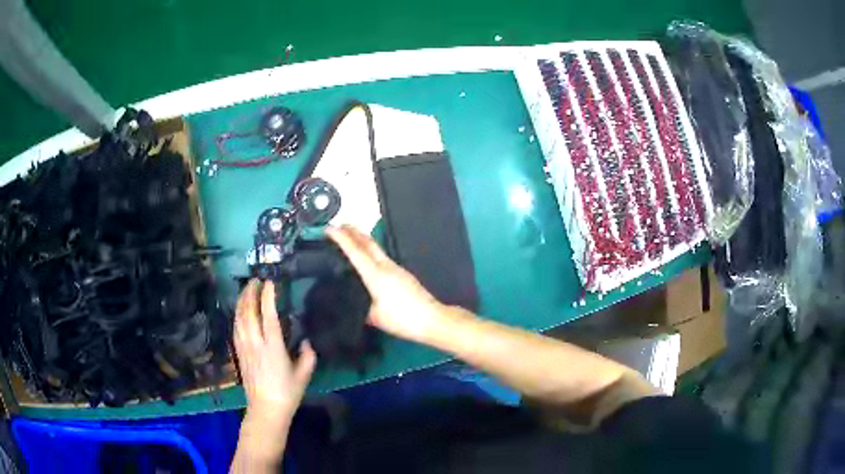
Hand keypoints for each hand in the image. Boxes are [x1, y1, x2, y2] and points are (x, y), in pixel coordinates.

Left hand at [234, 280, 315, 433]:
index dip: (268, 297)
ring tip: (246, 290)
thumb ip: (307, 356)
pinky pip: (235, 328)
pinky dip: (237, 315)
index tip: (270, 282)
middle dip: (250, 293)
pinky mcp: (239, 353)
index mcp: (273, 347)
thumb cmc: (287, 393)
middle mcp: (256, 344)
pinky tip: (239, 311)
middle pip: (248, 312)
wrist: (265, 409)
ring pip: (239, 318)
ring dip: (241, 301)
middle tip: (255, 280)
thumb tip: (306, 342)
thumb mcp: (304, 375)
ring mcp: (244, 348)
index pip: (269, 316)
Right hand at [326, 225, 446, 342]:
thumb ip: (360, 308)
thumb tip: (352, 303)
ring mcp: (397, 269)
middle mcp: (386, 266)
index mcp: (376, 275)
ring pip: (376, 249)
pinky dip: (371, 252)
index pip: (355, 251)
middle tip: (340, 224)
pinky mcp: (403, 275)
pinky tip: (369, 260)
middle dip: (353, 231)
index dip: (341, 238)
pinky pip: (383, 258)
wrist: (432, 319)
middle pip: (368, 243)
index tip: (329, 228)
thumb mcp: (375, 318)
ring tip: (351, 239)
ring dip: (363, 241)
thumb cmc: (402, 319)